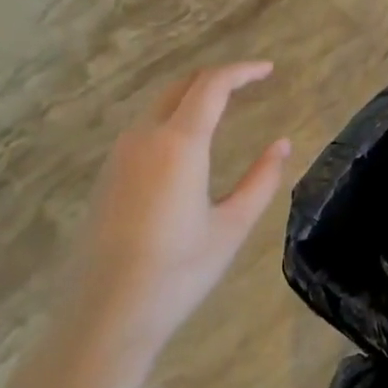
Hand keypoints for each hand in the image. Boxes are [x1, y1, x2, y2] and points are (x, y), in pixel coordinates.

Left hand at [67, 61, 290, 354]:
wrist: (105, 317)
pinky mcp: (107, 176)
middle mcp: (145, 138)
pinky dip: (172, 118)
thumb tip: (282, 144)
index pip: (212, 85)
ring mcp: (119, 156)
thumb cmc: (177, 273)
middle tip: (248, 83)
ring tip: (223, 108)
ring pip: (159, 105)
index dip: (242, 71)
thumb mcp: (232, 227)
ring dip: (192, 97)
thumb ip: (262, 180)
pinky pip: (144, 128)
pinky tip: (187, 143)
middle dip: (217, 78)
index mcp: (179, 144)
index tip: (268, 70)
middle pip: (182, 86)